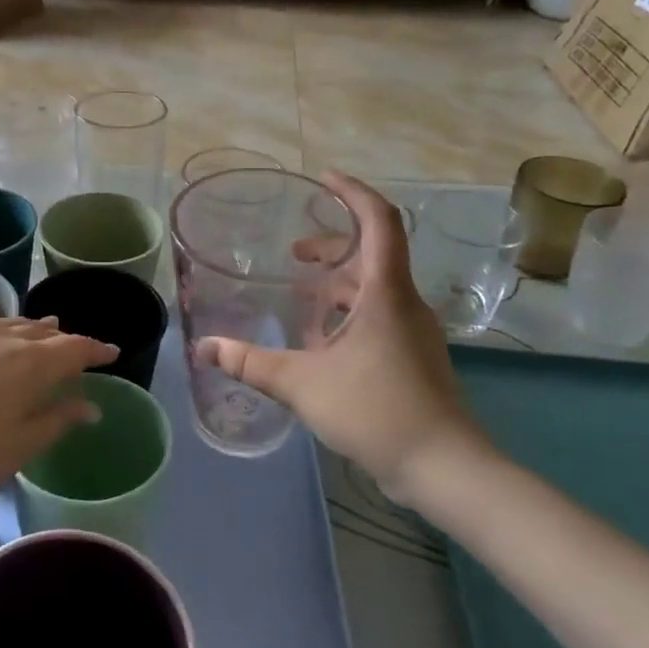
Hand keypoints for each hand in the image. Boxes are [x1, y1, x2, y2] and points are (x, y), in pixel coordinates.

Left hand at [0, 304, 115, 514]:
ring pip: (5, 322)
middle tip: (77, 346)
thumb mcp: (13, 451)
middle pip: (40, 333)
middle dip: (63, 339)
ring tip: (43, 326)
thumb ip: (53, 423)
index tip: (112, 353)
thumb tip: (89, 405)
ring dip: (28, 325)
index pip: (72, 351)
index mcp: (27, 366)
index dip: (95, 351)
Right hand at [196, 171, 491, 503]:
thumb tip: (204, 347)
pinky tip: (319, 341)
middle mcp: (404, 302)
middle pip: (372, 252)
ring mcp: (413, 331)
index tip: (322, 178)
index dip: (353, 192)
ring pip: (374, 288)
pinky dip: (347, 313)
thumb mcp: (302, 383)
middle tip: (293, 252)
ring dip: (337, 283)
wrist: (444, 468)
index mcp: (385, 292)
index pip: (379, 220)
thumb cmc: (376, 411)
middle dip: (332, 244)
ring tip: (300, 295)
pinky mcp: (413, 356)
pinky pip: (378, 316)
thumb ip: (250, 363)